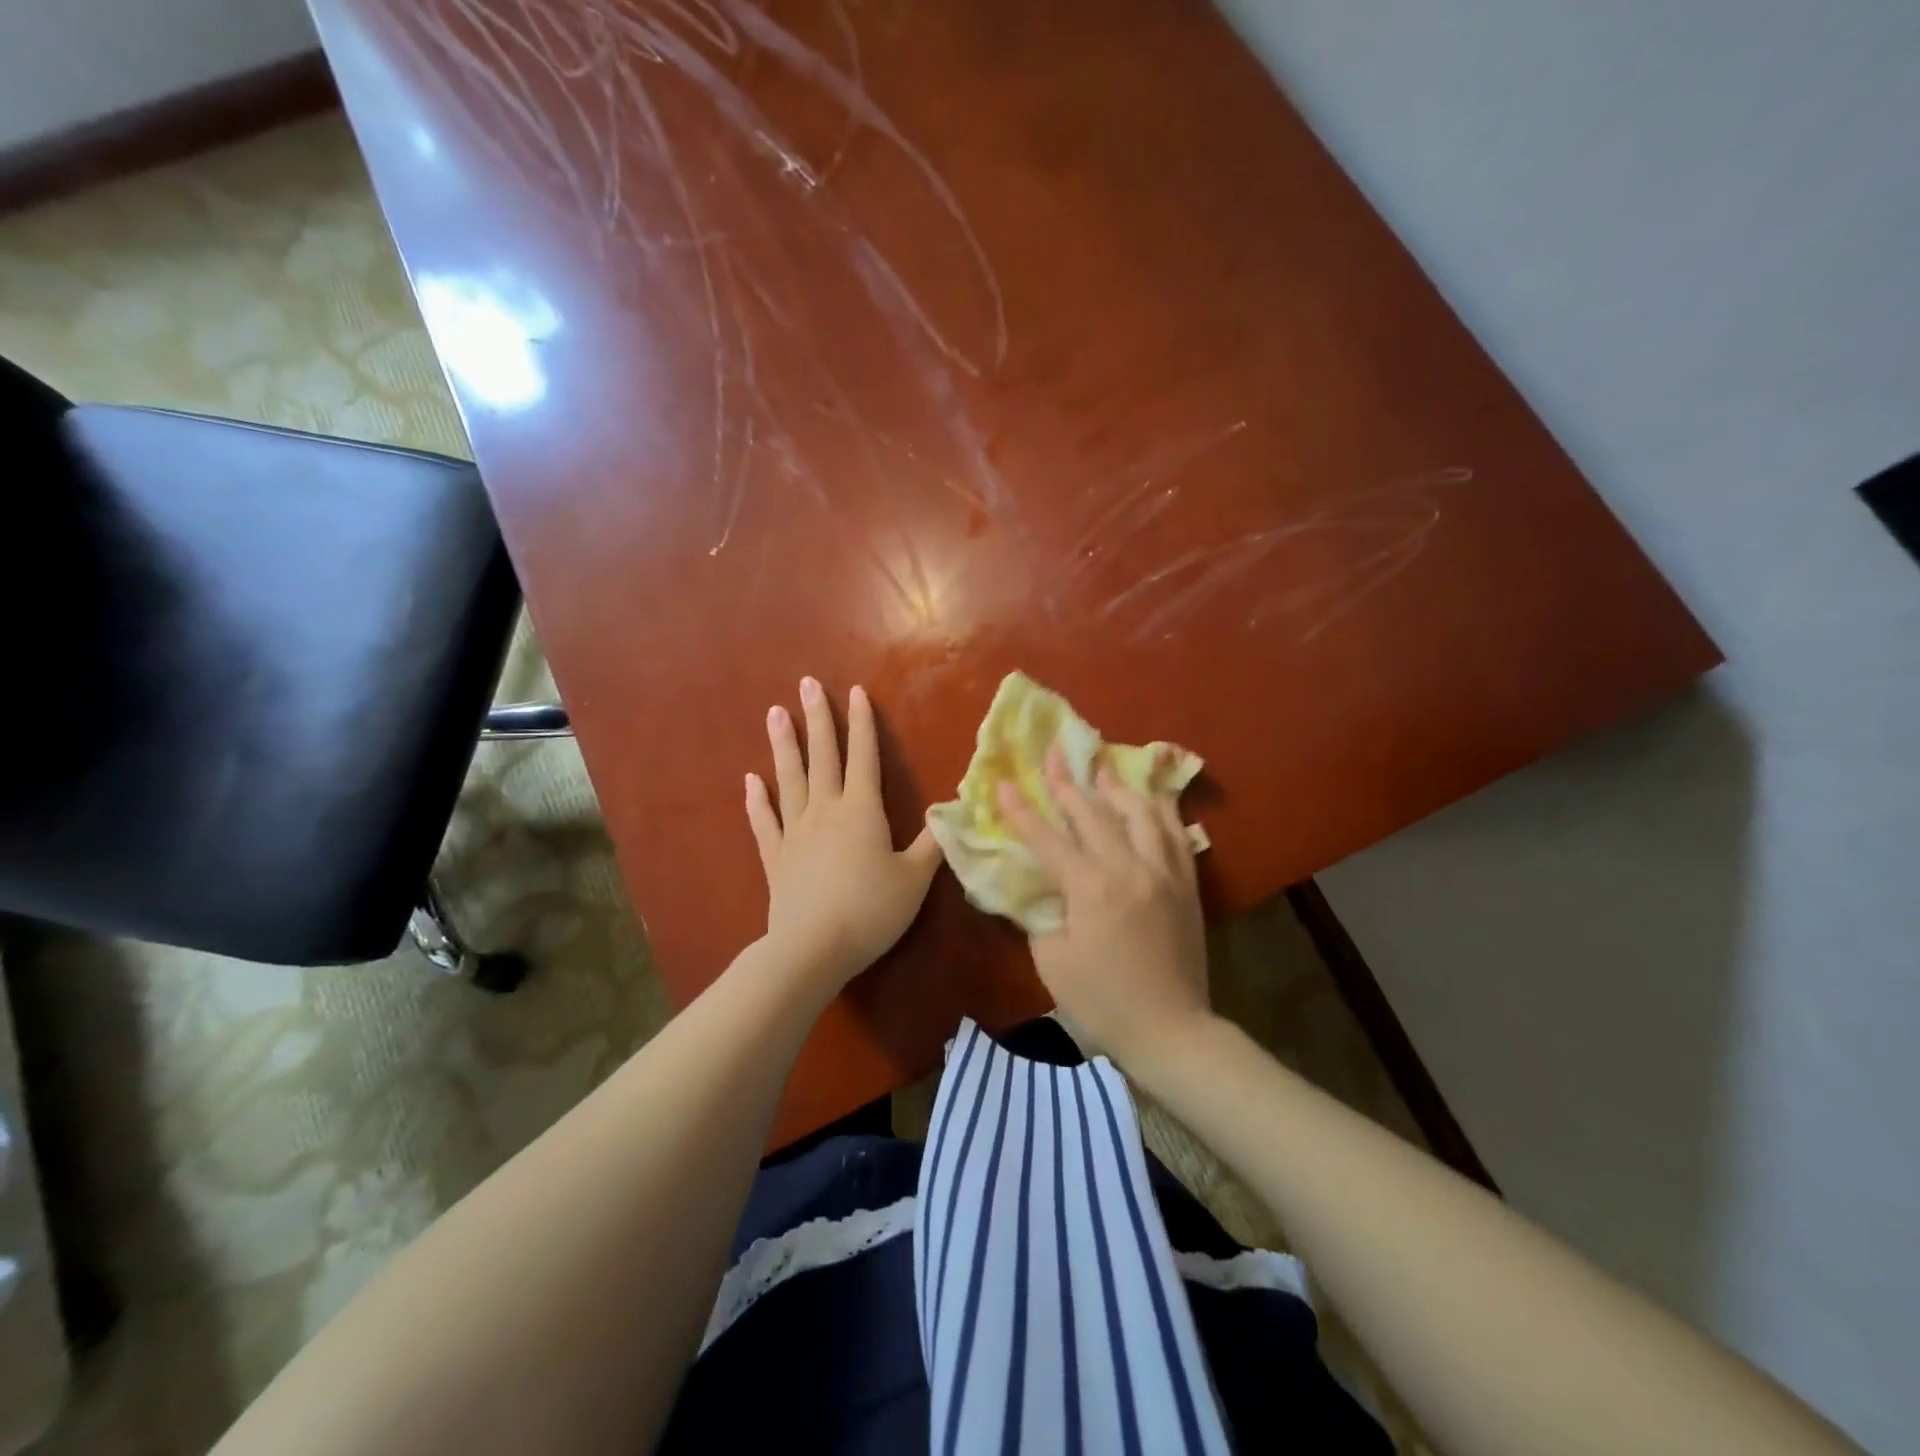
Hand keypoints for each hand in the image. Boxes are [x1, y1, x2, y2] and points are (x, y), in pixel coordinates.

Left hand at [746, 677, 943, 990]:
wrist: (813, 948)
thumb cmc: (871, 910)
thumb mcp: (914, 879)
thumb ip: (932, 843)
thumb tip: (950, 811)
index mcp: (861, 810)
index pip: (863, 756)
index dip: (861, 723)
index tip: (854, 691)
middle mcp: (825, 811)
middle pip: (821, 757)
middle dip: (817, 719)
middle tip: (806, 684)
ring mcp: (795, 832)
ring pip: (789, 779)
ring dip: (783, 745)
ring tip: (775, 714)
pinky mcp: (775, 857)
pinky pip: (764, 821)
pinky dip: (756, 800)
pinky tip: (750, 781)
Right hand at [996, 748, 1211, 1070]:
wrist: (1171, 1030)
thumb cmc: (1103, 1002)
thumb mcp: (1052, 961)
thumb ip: (1042, 914)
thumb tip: (1039, 886)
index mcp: (1091, 888)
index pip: (1049, 838)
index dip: (1022, 810)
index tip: (1003, 783)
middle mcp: (1129, 868)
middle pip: (1094, 813)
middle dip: (1068, 782)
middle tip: (1054, 754)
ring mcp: (1164, 872)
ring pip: (1141, 812)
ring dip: (1117, 787)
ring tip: (1102, 767)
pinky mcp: (1186, 883)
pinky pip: (1176, 833)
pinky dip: (1161, 810)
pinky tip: (1152, 799)